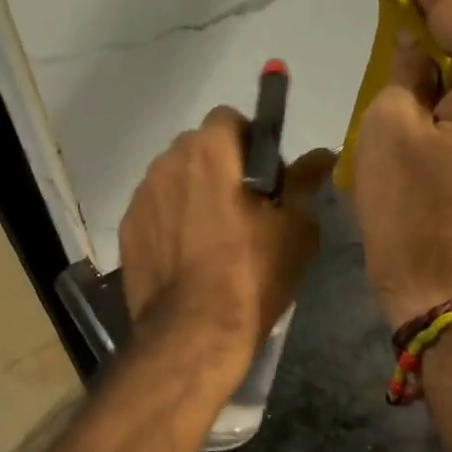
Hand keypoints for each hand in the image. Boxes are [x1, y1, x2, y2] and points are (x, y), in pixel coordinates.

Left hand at [120, 108, 333, 380]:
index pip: (229, 119)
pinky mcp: (127, 229)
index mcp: (209, 151)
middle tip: (242, 208)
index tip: (264, 177)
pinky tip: (186, 257)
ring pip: (173, 179)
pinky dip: (170, 221)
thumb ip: (305, 182)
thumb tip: (324, 155)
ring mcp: (141, 197)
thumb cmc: (251, 274)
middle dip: (219, 166)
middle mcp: (167, 162)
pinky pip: (155, 210)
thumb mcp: (296, 229)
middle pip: (197, 148)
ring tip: (211, 237)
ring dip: (192, 193)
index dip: (250, 142)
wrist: (192, 332)